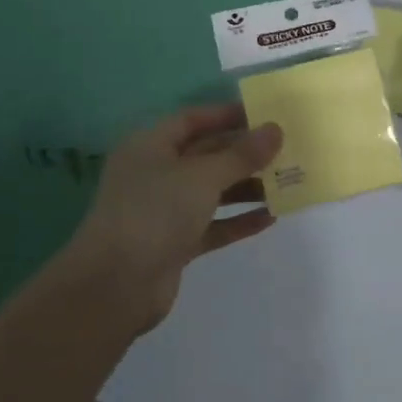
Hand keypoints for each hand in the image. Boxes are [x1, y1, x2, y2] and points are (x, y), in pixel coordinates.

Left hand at [70, 104, 282, 336]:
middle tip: (285, 150)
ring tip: (286, 183)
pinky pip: (212, 225)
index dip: (227, 115)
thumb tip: (275, 130)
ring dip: (246, 187)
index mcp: (150, 146)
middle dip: (244, 153)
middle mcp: (155, 173)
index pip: (193, 120)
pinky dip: (238, 220)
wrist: (115, 285)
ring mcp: (164, 210)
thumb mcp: (202, 177)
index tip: (266, 116)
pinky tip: (270, 217)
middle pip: (205, 155)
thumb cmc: (155, 213)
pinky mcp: (174, 243)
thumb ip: (241, 155)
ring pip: (211, 191)